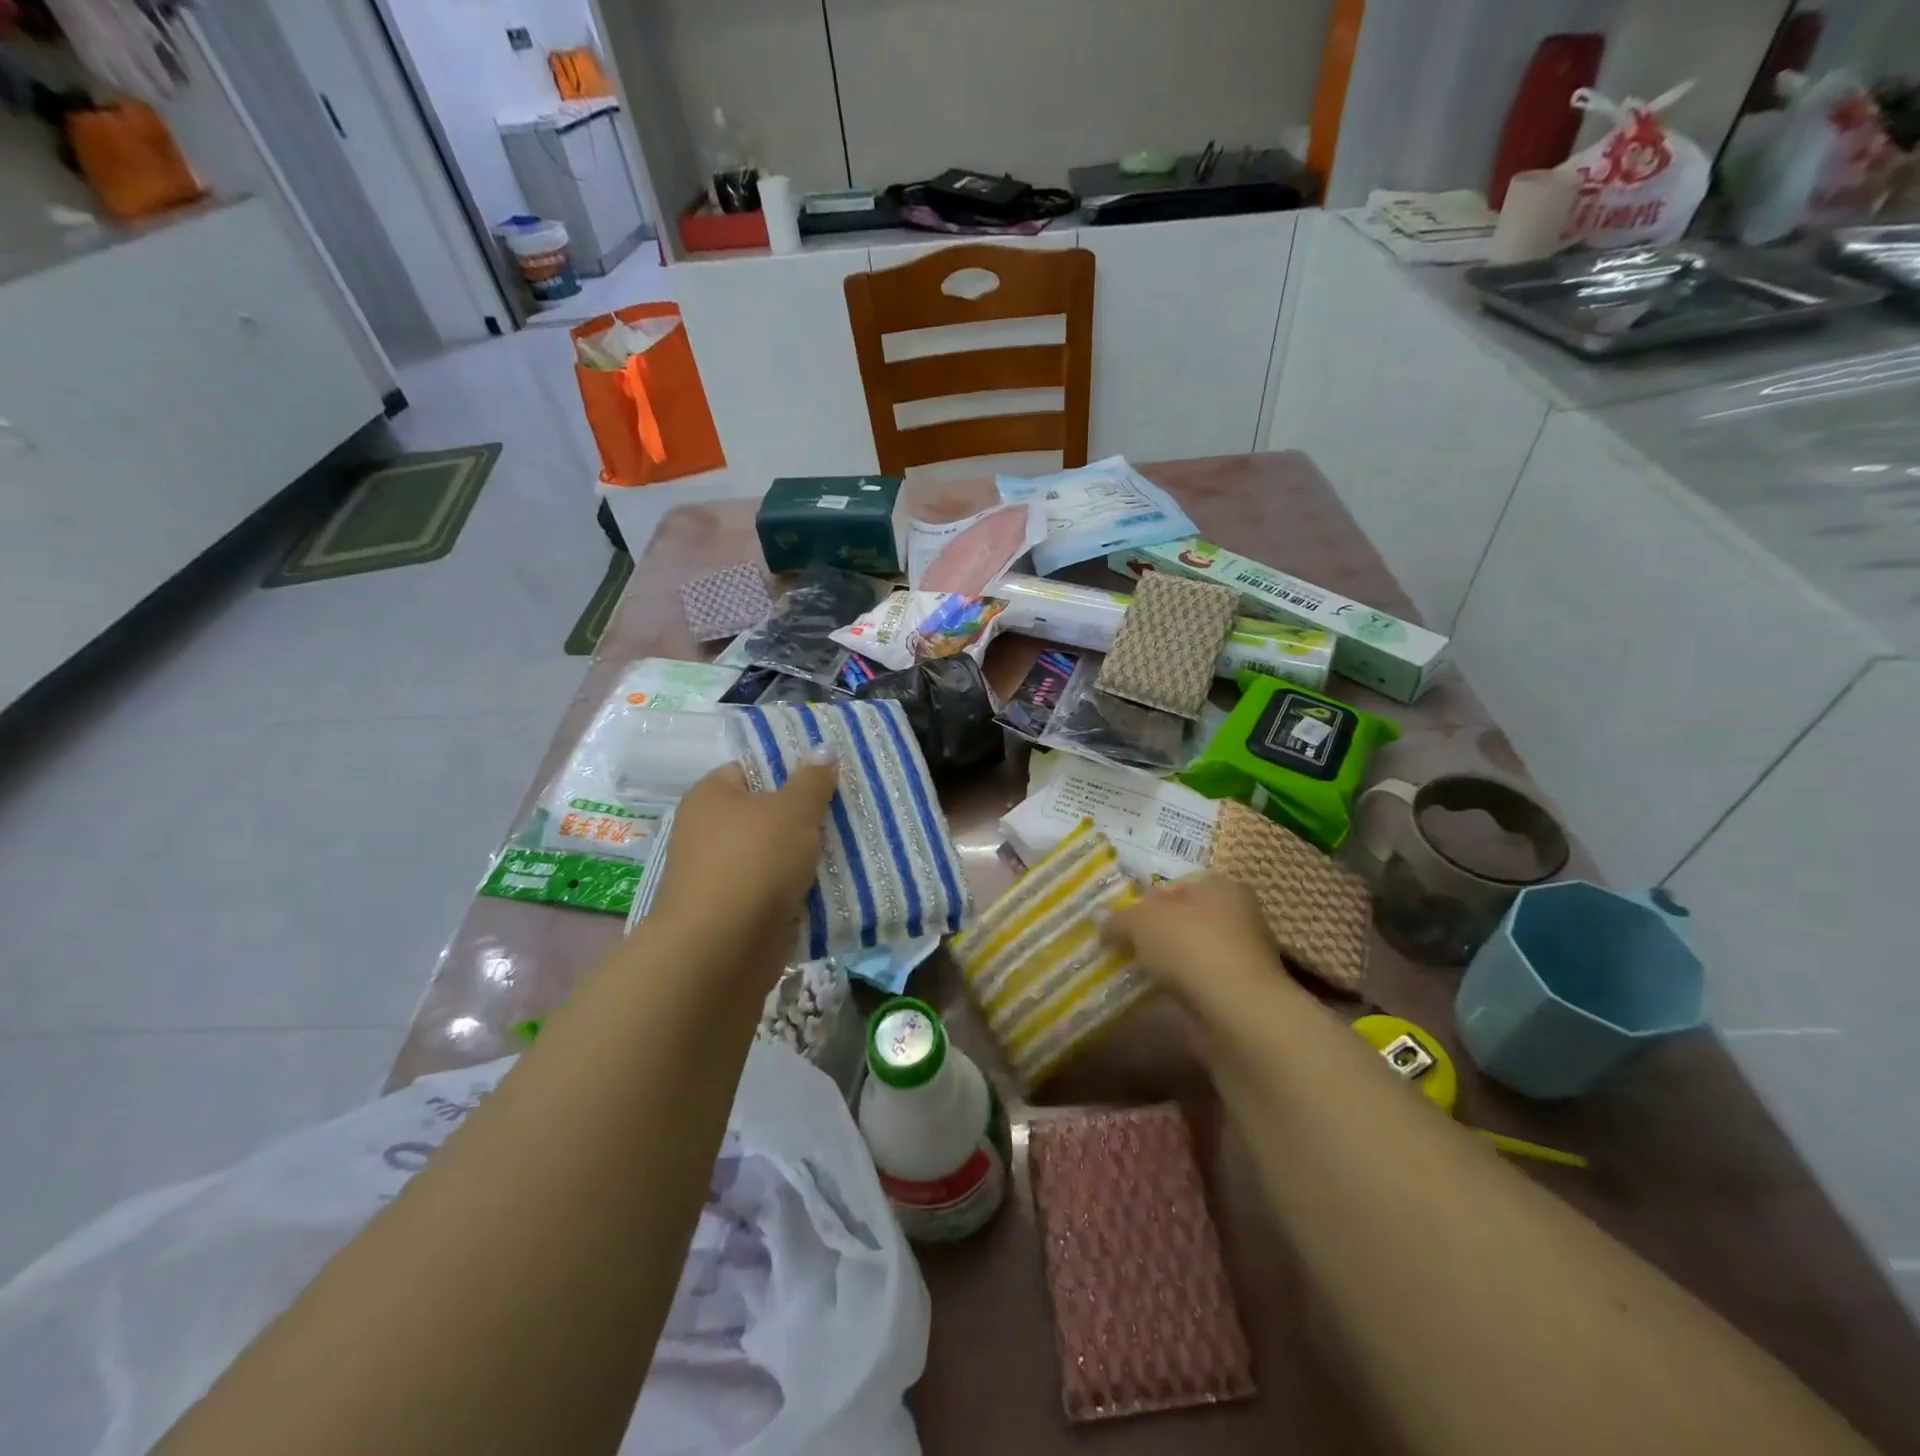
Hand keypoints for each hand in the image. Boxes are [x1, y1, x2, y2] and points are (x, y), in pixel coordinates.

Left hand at [650, 756, 838, 971]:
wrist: (721, 950)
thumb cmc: (753, 862)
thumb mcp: (791, 811)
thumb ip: (812, 780)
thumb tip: (823, 748)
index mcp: (712, 797)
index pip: (752, 768)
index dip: (790, 768)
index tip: (829, 774)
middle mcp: (711, 832)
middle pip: (769, 813)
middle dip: (809, 814)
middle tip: (852, 807)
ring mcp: (725, 874)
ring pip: (779, 854)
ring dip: (811, 854)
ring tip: (857, 843)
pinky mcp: (741, 911)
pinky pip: (780, 889)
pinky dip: (805, 889)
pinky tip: (841, 882)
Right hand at [1101, 874, 1284, 1004]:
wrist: (1236, 1011)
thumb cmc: (1190, 946)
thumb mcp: (1141, 922)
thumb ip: (1119, 918)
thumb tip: (1101, 921)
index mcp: (1219, 885)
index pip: (1173, 884)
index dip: (1142, 900)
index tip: (1120, 922)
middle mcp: (1236, 913)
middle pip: (1182, 917)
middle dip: (1153, 932)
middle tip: (1123, 947)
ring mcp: (1242, 954)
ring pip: (1190, 950)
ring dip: (1166, 961)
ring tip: (1136, 973)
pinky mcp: (1240, 989)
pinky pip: (1199, 980)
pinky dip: (1180, 985)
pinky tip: (1159, 994)